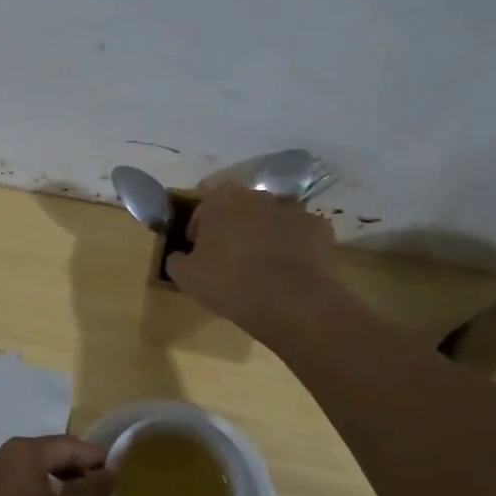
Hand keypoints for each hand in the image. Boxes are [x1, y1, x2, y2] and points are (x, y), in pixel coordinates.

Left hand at [0, 436, 113, 495]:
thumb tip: (109, 471)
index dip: (98, 460)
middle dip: (78, 471)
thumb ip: (95, 490)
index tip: (119, 479)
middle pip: (52, 453)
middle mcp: (7, 453)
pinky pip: (19, 484)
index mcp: (29, 451)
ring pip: (35, 470)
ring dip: (59, 483)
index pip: (73, 445)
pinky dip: (39, 493)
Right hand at [166, 186, 339, 338]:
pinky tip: (288, 272)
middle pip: (238, 211)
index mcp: (220, 200)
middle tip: (229, 261)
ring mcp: (292, 209)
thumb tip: (179, 256)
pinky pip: (299, 236)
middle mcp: (257, 195)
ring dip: (264, 237)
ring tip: (261, 269)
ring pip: (270, 221)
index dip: (197, 233)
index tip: (198, 256)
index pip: (201, 211)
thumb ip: (176, 260)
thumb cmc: (228, 282)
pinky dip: (293, 248)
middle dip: (233, 230)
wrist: (289, 299)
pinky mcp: (319, 227)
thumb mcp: (185, 276)